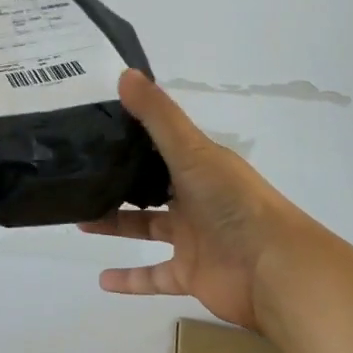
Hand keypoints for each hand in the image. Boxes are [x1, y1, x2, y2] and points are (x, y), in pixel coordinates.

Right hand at [80, 69, 314, 330]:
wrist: (274, 269)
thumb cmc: (233, 201)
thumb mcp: (192, 149)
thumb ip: (157, 115)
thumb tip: (123, 72)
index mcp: (199, 164)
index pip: (160, 144)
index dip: (131, 133)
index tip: (94, 124)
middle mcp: (194, 197)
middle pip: (150, 185)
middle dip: (119, 180)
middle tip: (80, 173)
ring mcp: (192, 237)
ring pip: (147, 226)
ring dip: (116, 224)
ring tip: (79, 218)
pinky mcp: (190, 273)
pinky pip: (154, 275)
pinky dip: (130, 279)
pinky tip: (101, 280)